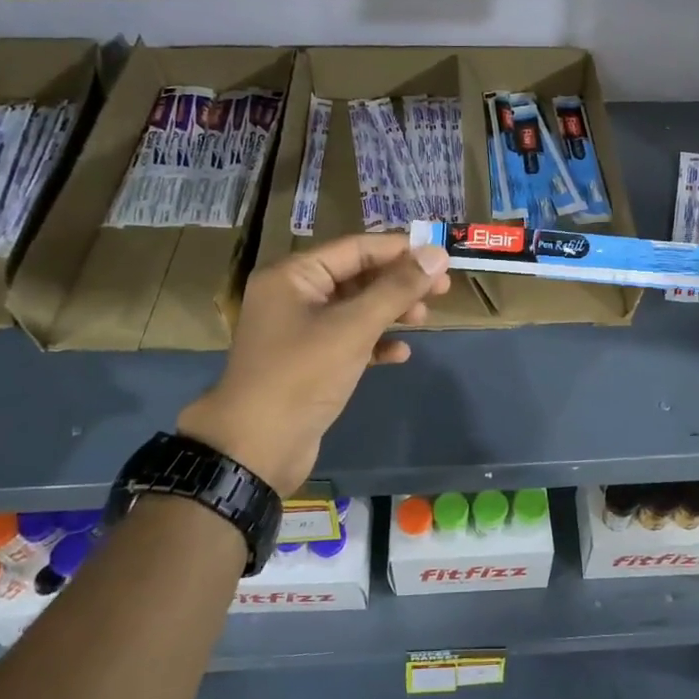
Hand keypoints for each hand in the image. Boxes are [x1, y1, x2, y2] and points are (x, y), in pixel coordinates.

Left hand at [178, 234, 449, 494]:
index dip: (399, 250)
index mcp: (294, 276)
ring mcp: (301, 331)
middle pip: (357, 277)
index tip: (441, 256)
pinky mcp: (310, 363)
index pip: (355, 249)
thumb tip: (437, 254)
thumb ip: (397, 289)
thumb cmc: (302, 375)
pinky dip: (375, 343)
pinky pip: (349, 341)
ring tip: (424, 320)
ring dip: (391, 312)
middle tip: (442, 289)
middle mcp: (294, 296)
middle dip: (399, 283)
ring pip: (356, 310)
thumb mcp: (353, 328)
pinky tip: (400, 354)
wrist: (256, 449)